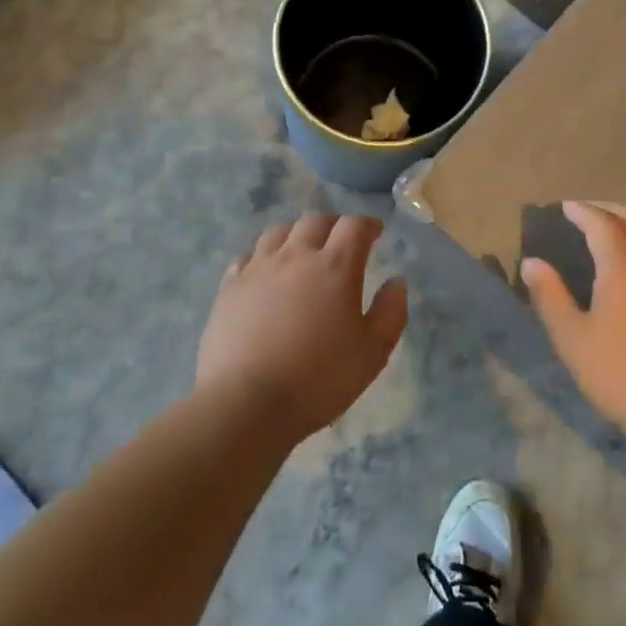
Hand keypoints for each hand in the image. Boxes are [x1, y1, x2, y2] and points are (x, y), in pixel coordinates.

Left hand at [198, 214, 407, 442]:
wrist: (246, 404)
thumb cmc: (318, 380)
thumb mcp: (372, 353)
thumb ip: (390, 313)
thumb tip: (396, 282)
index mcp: (335, 267)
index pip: (354, 227)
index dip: (367, 224)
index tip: (375, 231)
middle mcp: (295, 256)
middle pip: (315, 221)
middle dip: (333, 224)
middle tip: (341, 238)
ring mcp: (257, 269)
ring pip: (278, 231)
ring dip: (297, 232)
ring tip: (303, 247)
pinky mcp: (229, 287)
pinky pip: (248, 256)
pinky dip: (263, 254)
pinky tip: (265, 269)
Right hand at [521, 201, 625, 443]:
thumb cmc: (620, 375)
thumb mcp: (572, 339)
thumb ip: (550, 295)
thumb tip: (532, 262)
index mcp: (625, 266)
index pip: (602, 223)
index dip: (582, 211)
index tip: (565, 208)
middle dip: (609, 208)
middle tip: (587, 212)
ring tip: (619, 227)